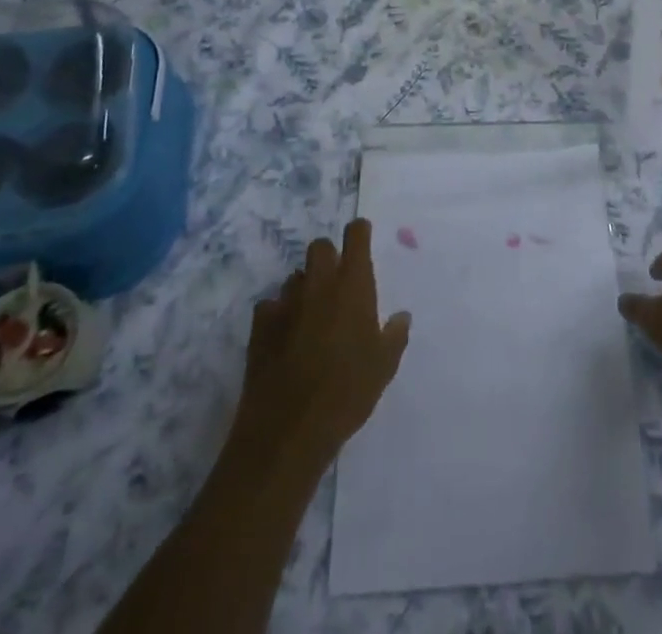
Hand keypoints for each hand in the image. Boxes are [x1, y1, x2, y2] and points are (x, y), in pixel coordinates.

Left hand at [235, 220, 410, 464]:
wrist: (289, 428)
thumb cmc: (347, 392)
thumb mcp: (384, 366)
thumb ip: (394, 335)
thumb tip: (401, 316)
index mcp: (352, 284)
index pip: (356, 235)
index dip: (359, 233)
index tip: (362, 240)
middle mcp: (319, 283)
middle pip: (320, 247)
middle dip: (328, 257)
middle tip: (337, 283)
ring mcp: (286, 301)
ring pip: (295, 276)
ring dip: (304, 287)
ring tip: (310, 314)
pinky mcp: (260, 324)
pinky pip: (271, 305)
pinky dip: (279, 314)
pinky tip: (284, 336)